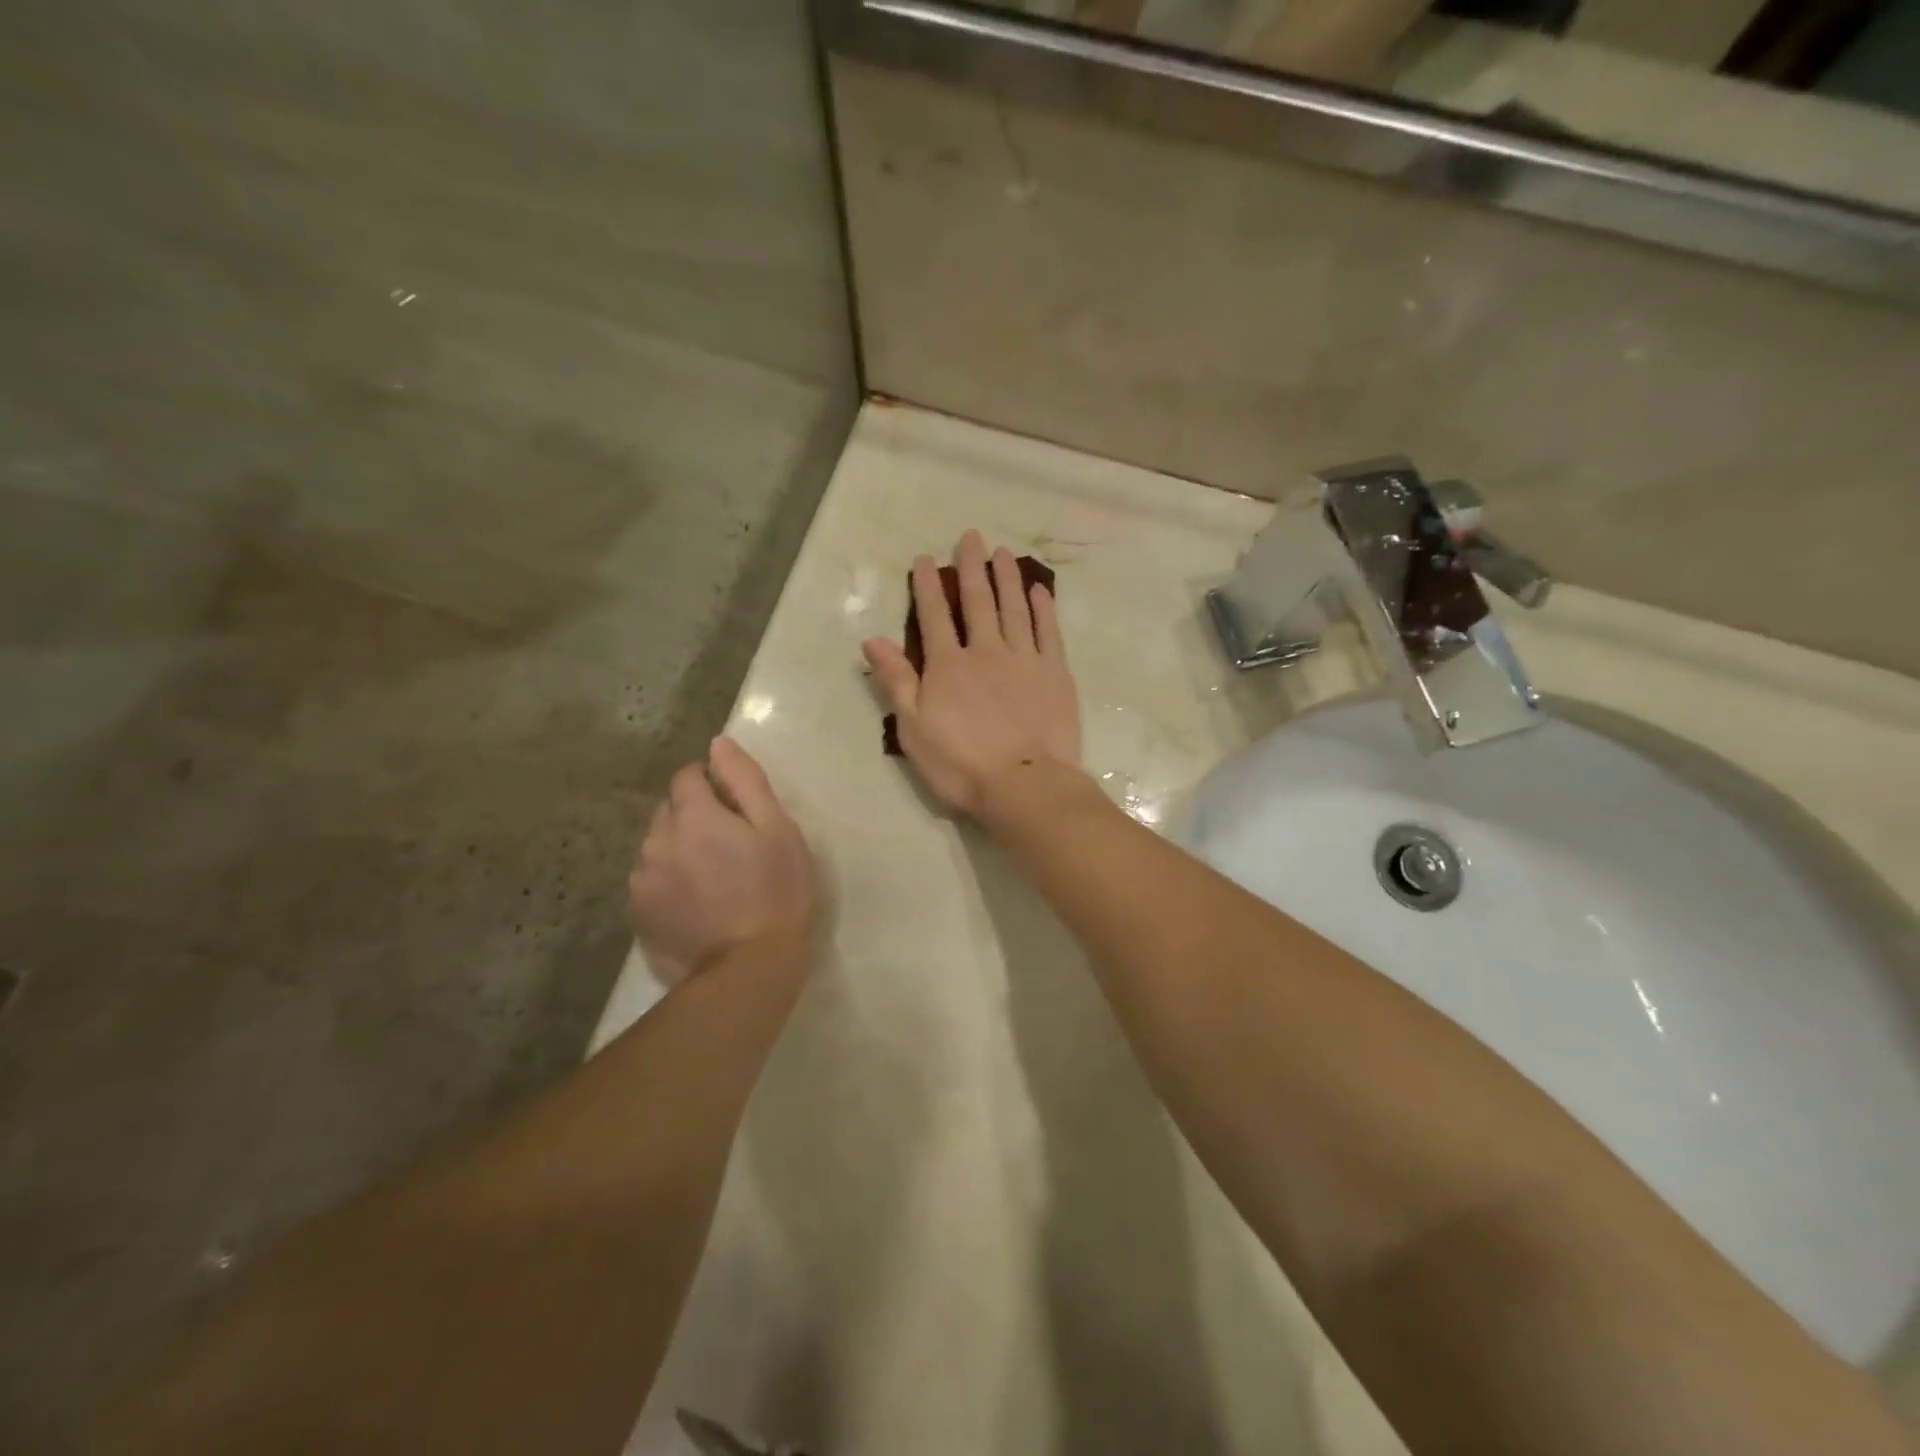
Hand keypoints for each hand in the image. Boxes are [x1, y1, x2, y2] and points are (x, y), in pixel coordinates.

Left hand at [628, 737, 816, 986]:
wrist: (747, 971)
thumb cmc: (776, 893)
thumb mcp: (777, 830)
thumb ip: (745, 781)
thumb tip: (718, 744)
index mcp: (693, 816)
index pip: (687, 776)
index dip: (711, 782)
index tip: (736, 806)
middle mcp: (656, 841)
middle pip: (669, 811)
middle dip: (694, 816)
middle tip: (731, 845)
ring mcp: (642, 881)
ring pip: (657, 846)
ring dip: (679, 849)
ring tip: (713, 879)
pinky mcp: (638, 915)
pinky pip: (651, 881)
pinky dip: (669, 882)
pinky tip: (697, 904)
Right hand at [863, 530, 1082, 816]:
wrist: (1024, 785)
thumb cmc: (961, 765)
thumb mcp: (914, 729)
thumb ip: (897, 682)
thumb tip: (872, 640)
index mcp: (948, 666)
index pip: (934, 616)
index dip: (928, 586)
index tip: (926, 558)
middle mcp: (986, 651)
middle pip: (977, 602)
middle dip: (971, 568)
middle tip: (971, 537)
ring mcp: (1024, 659)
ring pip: (1014, 609)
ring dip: (1007, 579)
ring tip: (1003, 553)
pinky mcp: (1055, 673)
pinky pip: (1048, 632)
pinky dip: (1043, 608)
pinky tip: (1039, 590)